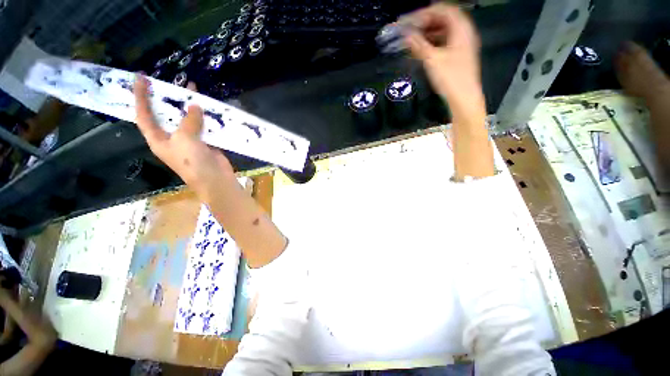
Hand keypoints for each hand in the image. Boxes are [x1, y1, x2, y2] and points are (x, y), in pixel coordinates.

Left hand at [133, 75, 233, 192]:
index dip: (140, 96)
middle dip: (167, 98)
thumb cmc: (193, 162)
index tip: (141, 78)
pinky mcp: (206, 142)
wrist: (216, 179)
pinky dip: (207, 117)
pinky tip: (211, 107)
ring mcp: (190, 140)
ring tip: (193, 89)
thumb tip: (195, 105)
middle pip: (166, 114)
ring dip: (190, 105)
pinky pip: (204, 126)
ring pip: (188, 119)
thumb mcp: (185, 140)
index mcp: (158, 139)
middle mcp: (172, 138)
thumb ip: (188, 121)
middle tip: (170, 81)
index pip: (144, 115)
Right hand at [402, 4, 484, 119]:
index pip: (444, 9)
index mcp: (461, 28)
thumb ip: (419, 46)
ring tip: (413, 39)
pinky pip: (444, 42)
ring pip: (444, 31)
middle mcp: (464, 33)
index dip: (425, 12)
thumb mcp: (432, 60)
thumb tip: (406, 36)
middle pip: (444, 19)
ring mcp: (462, 44)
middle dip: (426, 22)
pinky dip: (433, 42)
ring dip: (428, 32)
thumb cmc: (450, 78)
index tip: (410, 20)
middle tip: (410, 29)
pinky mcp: (458, 55)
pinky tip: (422, 48)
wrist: (463, 98)